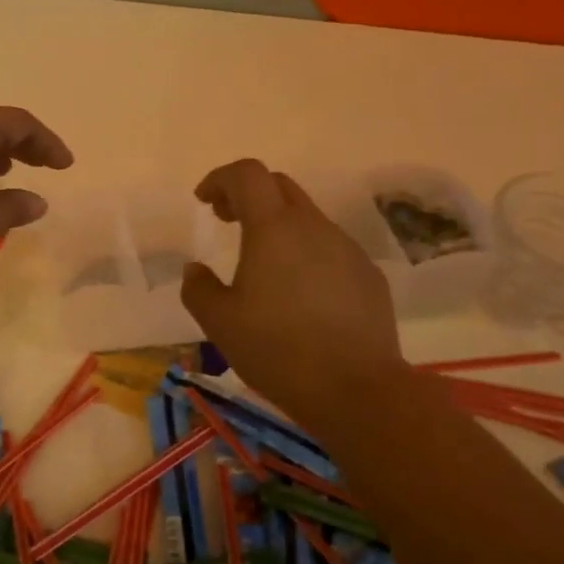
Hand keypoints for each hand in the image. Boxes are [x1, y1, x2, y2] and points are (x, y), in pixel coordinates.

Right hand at [181, 159, 403, 413]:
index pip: (247, 175)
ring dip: (278, 227)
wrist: (357, 389)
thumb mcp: (219, 323)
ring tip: (261, 266)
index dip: (221, 179)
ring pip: (307, 219)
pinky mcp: (368, 276)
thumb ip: (198, 288)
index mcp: (273, 229)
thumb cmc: (277, 350)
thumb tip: (195, 269)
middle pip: (279, 187)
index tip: (204, 201)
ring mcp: (347, 249)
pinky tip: (298, 296)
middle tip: (226, 221)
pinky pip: (330, 250)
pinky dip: (305, 254)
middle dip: (248, 195)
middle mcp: (314, 227)